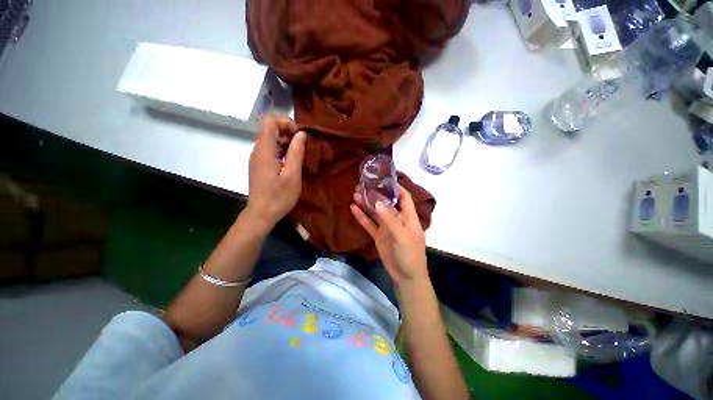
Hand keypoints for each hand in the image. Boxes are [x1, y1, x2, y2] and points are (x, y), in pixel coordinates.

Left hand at [246, 115, 306, 228]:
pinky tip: (291, 163)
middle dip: (288, 132)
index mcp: (264, 150)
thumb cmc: (279, 196)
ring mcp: (257, 158)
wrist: (261, 214)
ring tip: (300, 155)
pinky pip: (270, 150)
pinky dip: (282, 150)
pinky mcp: (260, 165)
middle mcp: (258, 150)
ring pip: (271, 139)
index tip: (300, 136)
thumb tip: (301, 134)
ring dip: (286, 142)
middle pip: (270, 129)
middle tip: (303, 147)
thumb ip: (296, 152)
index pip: (270, 121)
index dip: (286, 123)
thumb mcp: (292, 175)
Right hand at [350, 185, 428, 287]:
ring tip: (355, 193)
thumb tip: (377, 201)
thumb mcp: (402, 236)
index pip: (404, 197)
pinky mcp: (378, 236)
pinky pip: (369, 224)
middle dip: (376, 194)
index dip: (396, 187)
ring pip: (375, 212)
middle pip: (386, 203)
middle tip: (363, 185)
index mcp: (408, 217)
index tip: (385, 179)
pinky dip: (361, 216)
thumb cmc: (410, 255)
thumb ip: (389, 219)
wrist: (405, 277)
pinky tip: (353, 208)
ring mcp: (386, 227)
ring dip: (366, 203)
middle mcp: (397, 219)